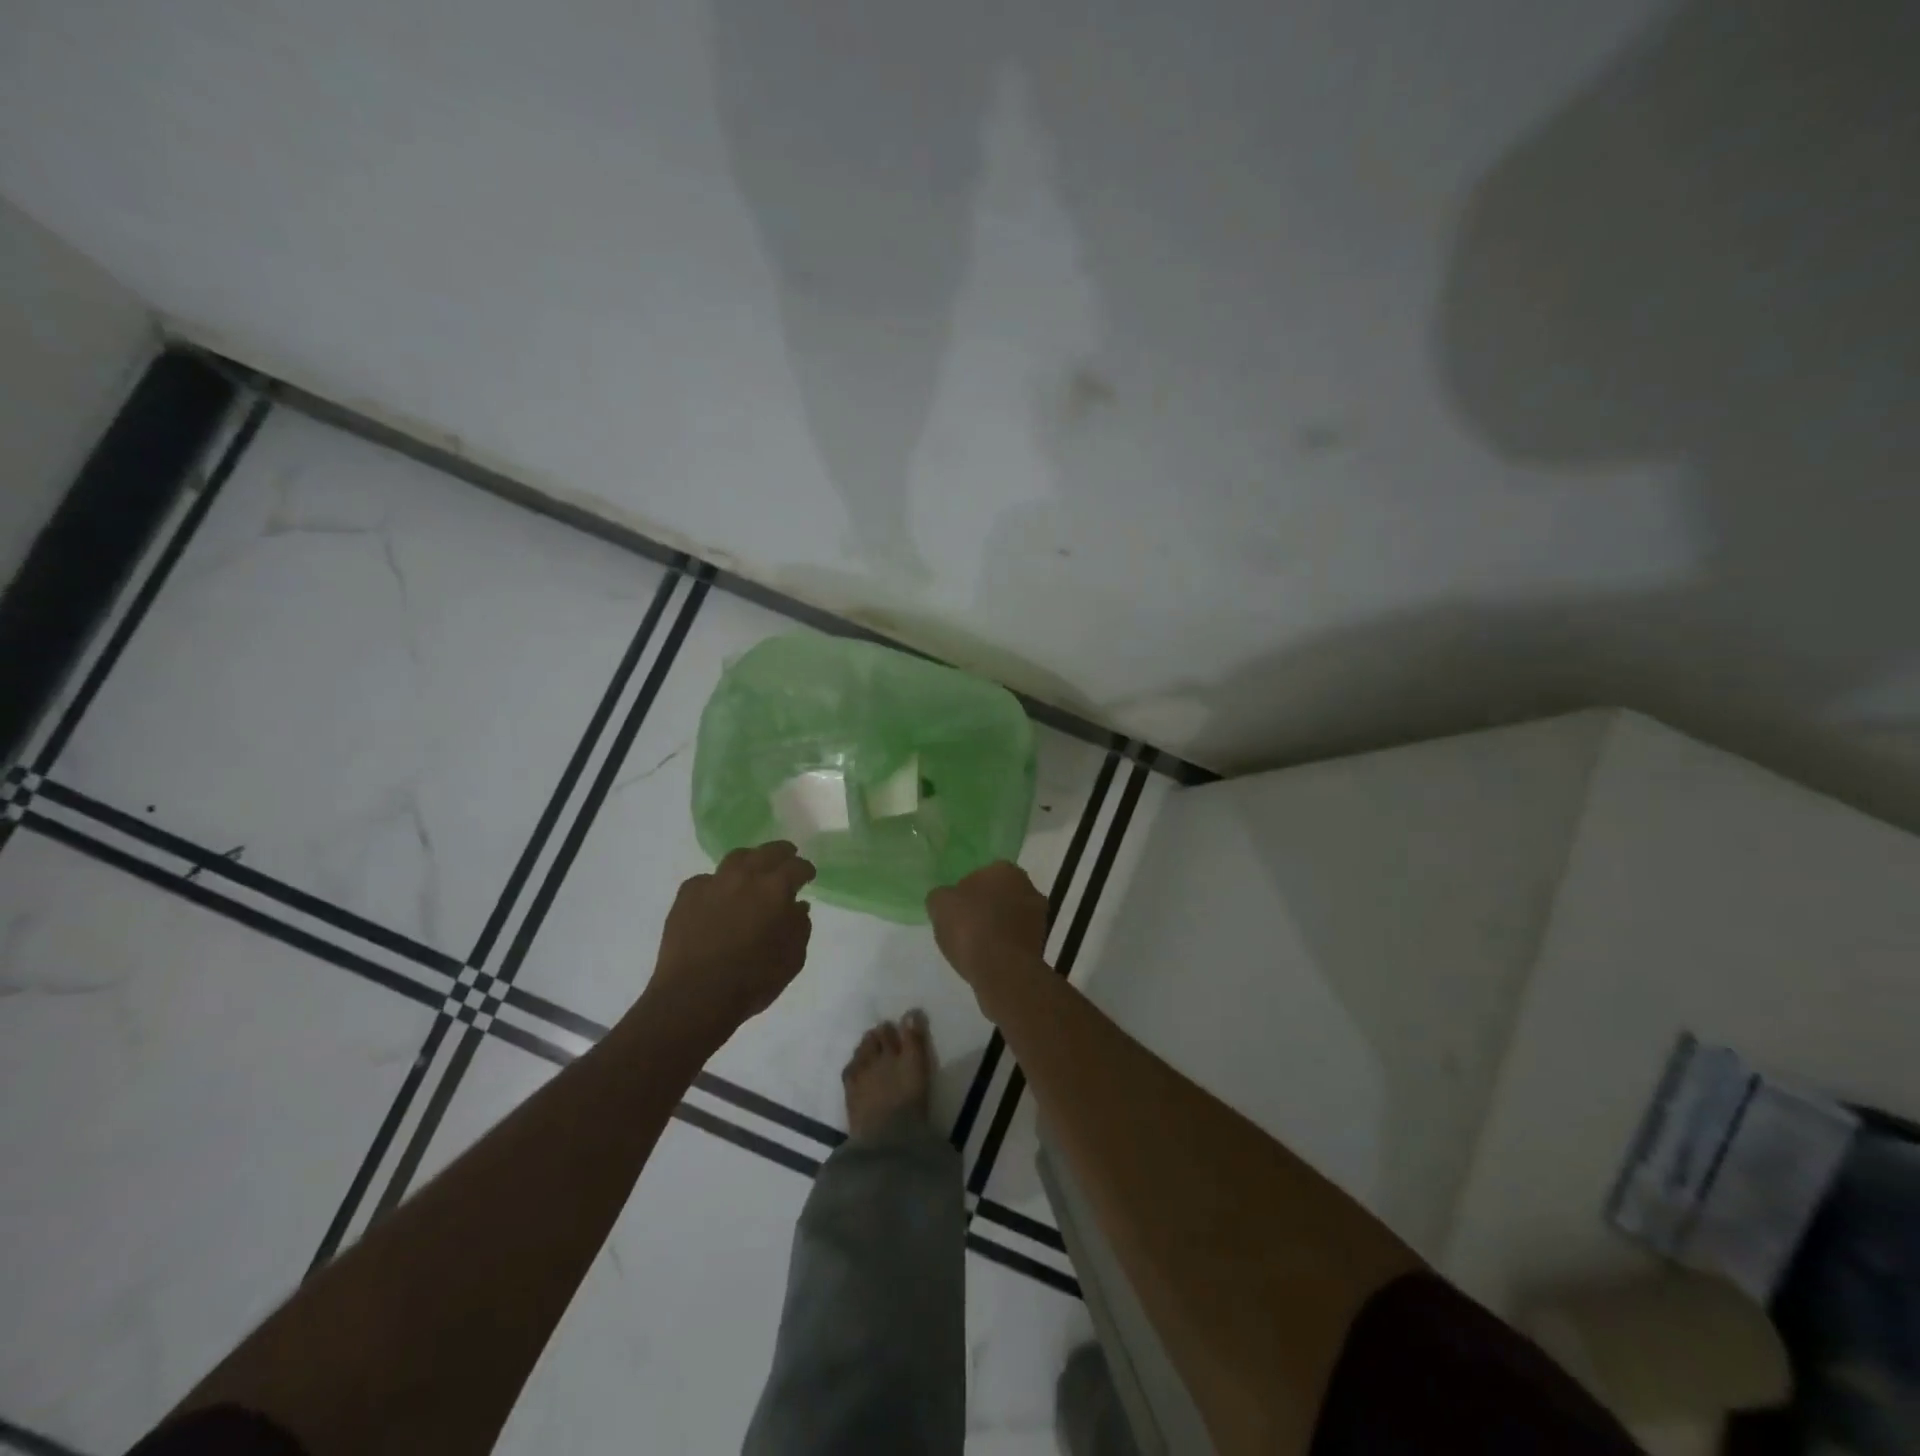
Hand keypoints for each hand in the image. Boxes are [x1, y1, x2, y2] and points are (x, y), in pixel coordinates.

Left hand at [649, 842, 815, 1036]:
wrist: (695, 996)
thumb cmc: (752, 980)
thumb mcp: (793, 959)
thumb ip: (800, 927)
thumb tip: (798, 906)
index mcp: (775, 889)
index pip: (797, 866)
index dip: (805, 870)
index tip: (808, 876)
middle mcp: (745, 876)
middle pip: (767, 852)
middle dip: (781, 853)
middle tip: (787, 858)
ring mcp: (713, 883)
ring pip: (736, 858)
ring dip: (750, 860)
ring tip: (752, 870)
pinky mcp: (686, 895)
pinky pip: (707, 880)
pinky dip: (718, 884)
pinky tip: (718, 898)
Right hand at [926, 861, 1048, 985]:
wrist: (1002, 970)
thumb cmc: (970, 927)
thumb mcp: (939, 904)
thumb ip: (942, 896)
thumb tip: (946, 899)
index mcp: (1005, 869)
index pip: (982, 875)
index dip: (966, 892)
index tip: (955, 910)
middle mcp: (1028, 887)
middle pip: (999, 895)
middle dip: (985, 907)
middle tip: (964, 926)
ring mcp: (1039, 917)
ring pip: (1010, 918)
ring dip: (996, 927)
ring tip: (974, 946)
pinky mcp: (1041, 944)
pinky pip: (1015, 940)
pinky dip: (1004, 946)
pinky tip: (988, 958)